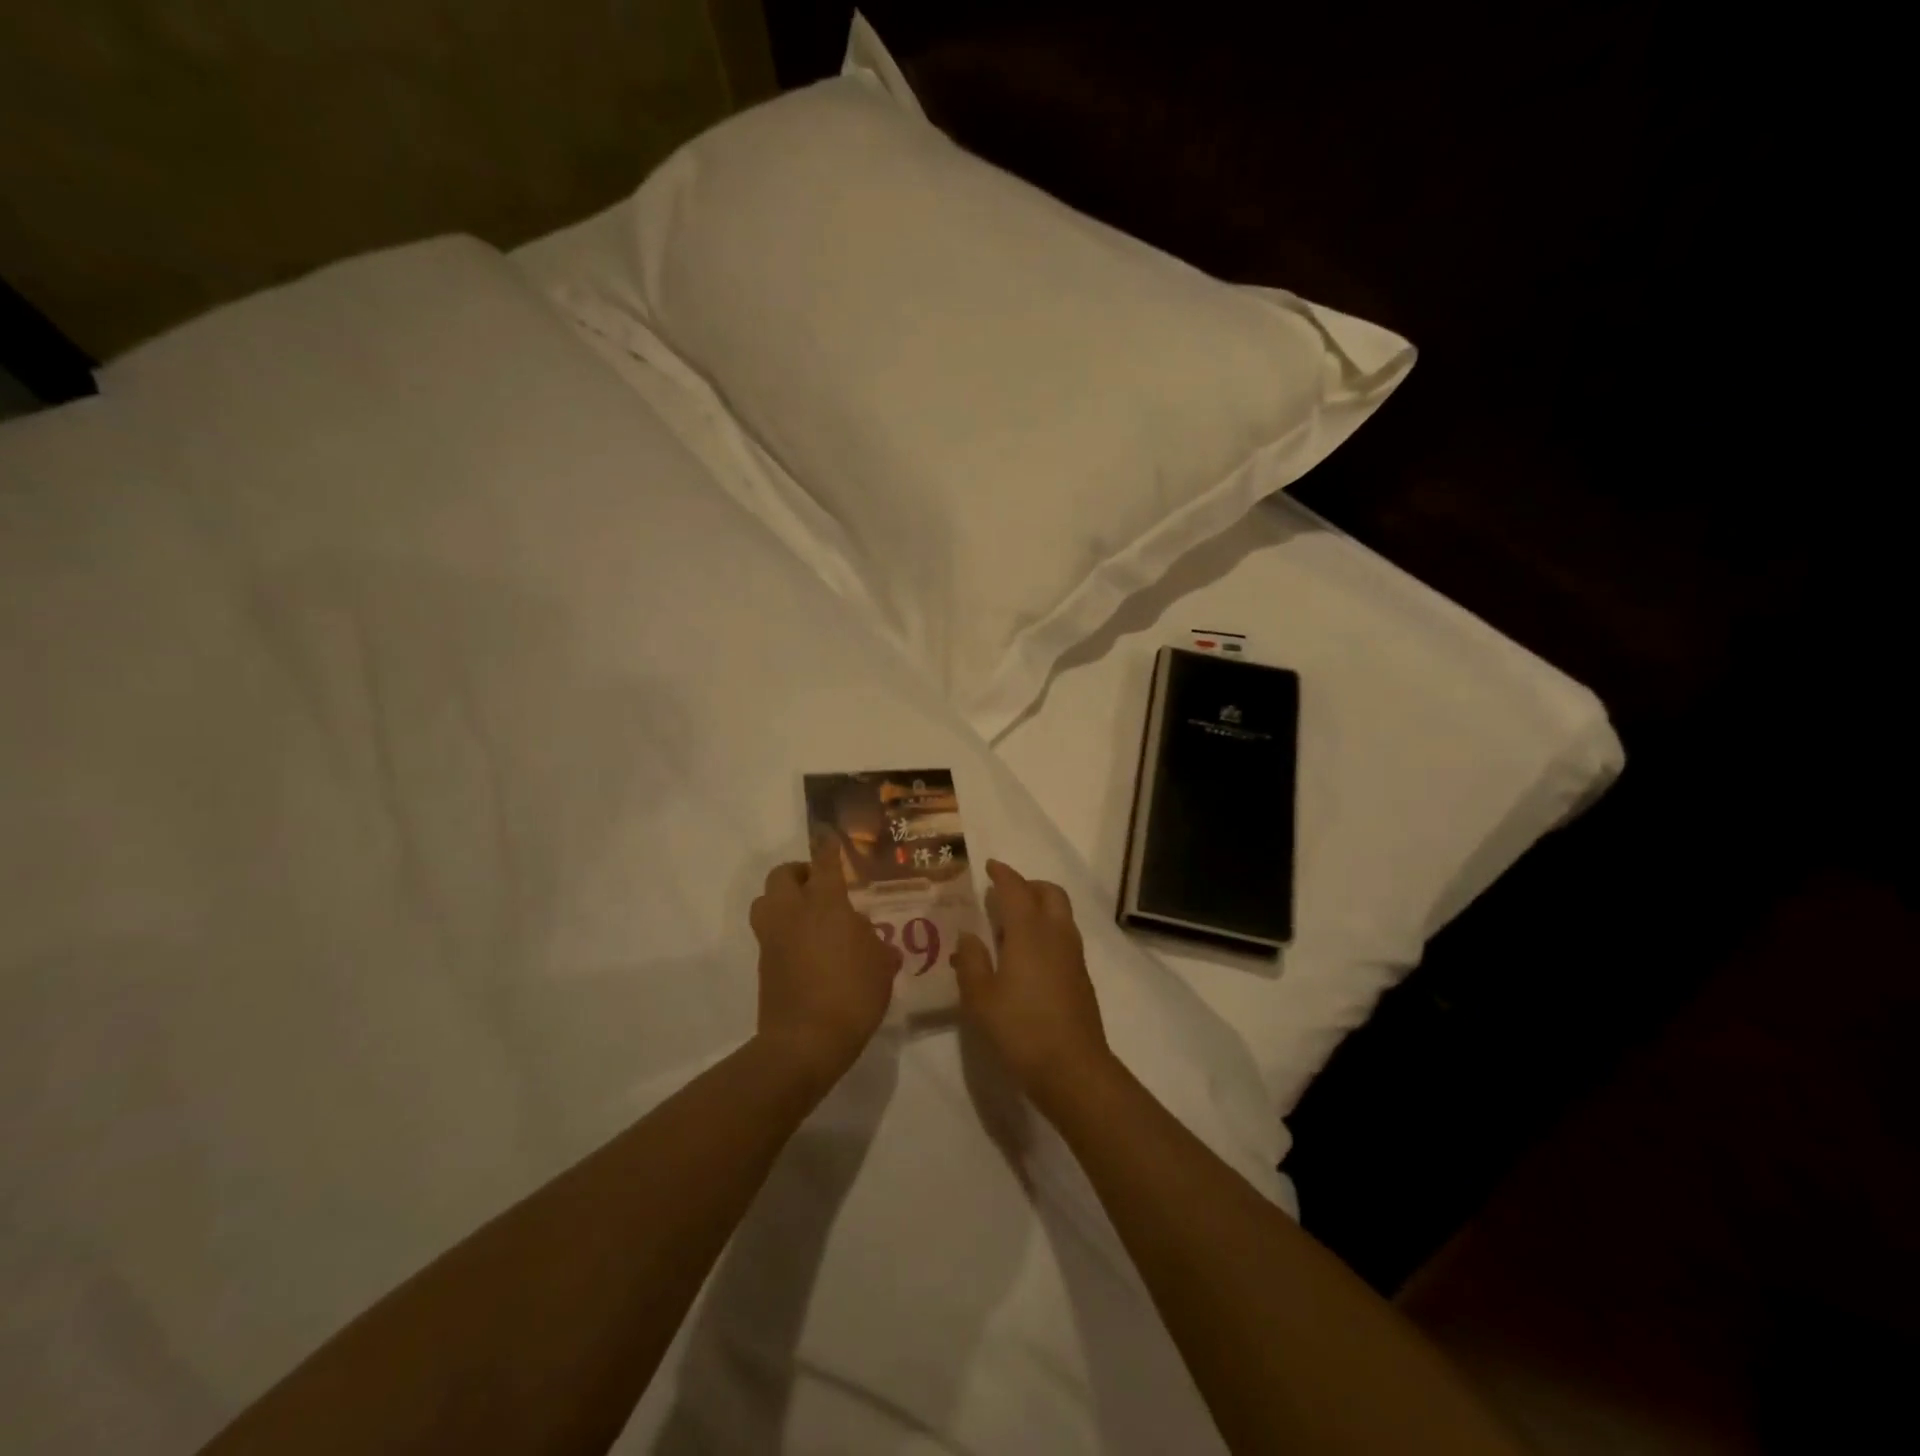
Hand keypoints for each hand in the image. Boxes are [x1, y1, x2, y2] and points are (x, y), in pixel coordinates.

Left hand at [750, 836, 901, 1092]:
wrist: (805, 1041)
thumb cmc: (852, 994)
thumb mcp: (881, 965)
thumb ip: (876, 944)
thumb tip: (868, 938)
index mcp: (825, 903)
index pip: (825, 863)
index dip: (828, 848)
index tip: (830, 840)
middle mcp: (793, 912)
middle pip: (782, 875)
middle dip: (799, 873)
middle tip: (820, 885)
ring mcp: (772, 937)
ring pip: (766, 901)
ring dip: (782, 899)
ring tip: (807, 914)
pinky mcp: (763, 963)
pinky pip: (768, 932)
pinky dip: (782, 930)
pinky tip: (805, 947)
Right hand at [951, 860, 1115, 1114]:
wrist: (1073, 1068)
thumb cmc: (1020, 1029)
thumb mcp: (980, 998)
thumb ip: (971, 961)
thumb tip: (969, 934)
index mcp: (1029, 932)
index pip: (1016, 889)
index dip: (1003, 875)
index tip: (990, 867)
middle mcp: (1056, 934)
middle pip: (1049, 893)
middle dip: (1028, 885)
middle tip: (1004, 894)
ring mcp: (1073, 955)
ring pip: (1061, 913)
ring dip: (1040, 906)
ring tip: (1012, 924)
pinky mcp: (1081, 976)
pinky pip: (1064, 935)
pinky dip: (1047, 929)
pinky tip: (1028, 955)